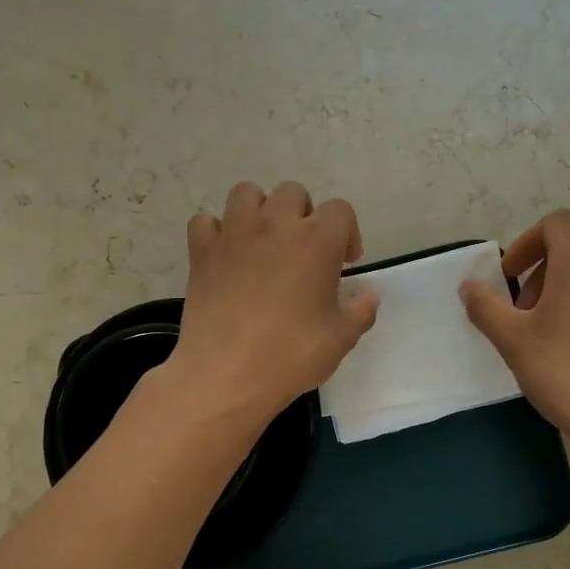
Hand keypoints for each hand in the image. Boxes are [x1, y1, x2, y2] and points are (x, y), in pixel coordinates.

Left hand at [169, 181, 378, 424]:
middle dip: (303, 216)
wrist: (226, 375)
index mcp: (317, 240)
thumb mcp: (340, 339)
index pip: (341, 211)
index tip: (344, 264)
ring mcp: (234, 233)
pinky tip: (225, 254)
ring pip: (247, 193)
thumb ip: (360, 311)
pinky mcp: (201, 250)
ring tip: (263, 241)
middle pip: (293, 194)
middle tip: (303, 252)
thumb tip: (367, 296)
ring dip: (259, 210)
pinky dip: (216, 232)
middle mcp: (275, 224)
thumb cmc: (290, 356)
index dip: (347, 234)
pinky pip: (206, 222)